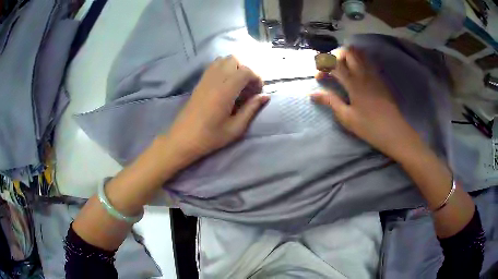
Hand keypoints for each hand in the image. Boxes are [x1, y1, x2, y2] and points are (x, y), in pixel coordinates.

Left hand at [165, 56, 269, 161]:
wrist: (183, 139)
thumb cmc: (210, 137)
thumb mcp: (235, 128)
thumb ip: (251, 109)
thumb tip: (265, 96)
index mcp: (225, 91)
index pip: (245, 70)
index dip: (256, 78)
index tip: (258, 92)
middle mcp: (215, 80)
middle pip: (234, 59)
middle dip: (246, 69)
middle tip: (248, 87)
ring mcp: (205, 79)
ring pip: (223, 60)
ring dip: (234, 67)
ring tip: (237, 84)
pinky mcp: (199, 82)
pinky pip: (213, 66)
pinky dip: (224, 69)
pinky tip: (225, 85)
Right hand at [311, 47, 420, 159]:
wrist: (394, 131)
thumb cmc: (369, 127)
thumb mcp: (347, 117)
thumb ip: (330, 101)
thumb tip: (312, 93)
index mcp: (353, 83)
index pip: (335, 64)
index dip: (323, 66)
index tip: (318, 76)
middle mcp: (364, 73)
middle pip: (348, 52)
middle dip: (335, 55)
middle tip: (331, 68)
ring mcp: (374, 74)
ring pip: (360, 54)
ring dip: (348, 55)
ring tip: (342, 67)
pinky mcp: (380, 78)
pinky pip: (368, 61)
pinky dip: (358, 60)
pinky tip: (355, 73)